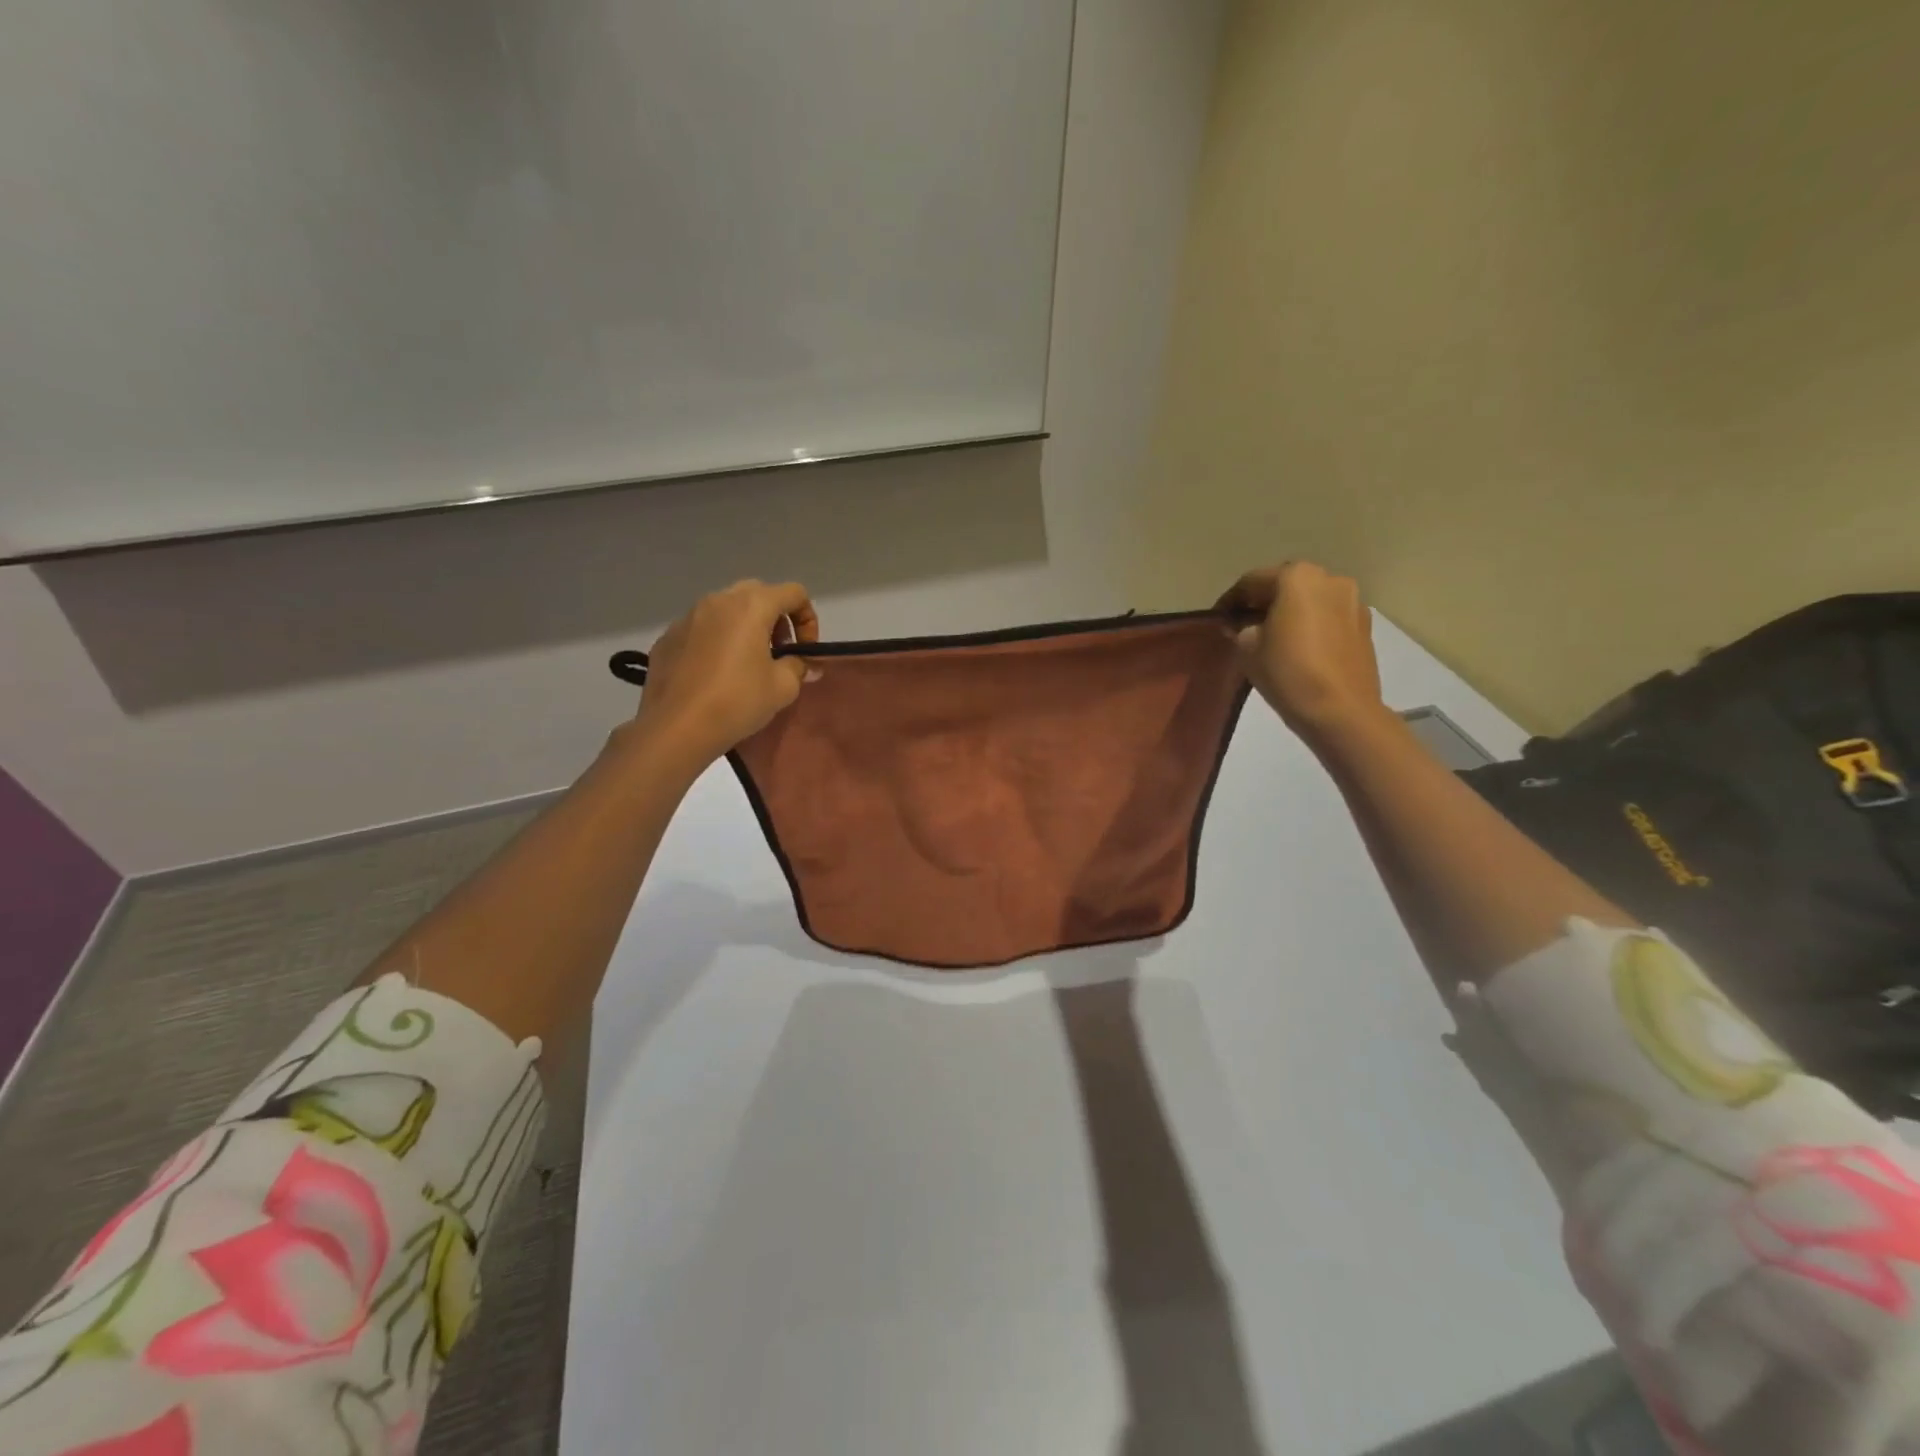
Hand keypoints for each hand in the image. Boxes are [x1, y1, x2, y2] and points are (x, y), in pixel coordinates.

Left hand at [631, 580, 819, 763]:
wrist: (676, 727)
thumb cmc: (737, 701)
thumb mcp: (782, 688)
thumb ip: (799, 667)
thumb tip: (805, 664)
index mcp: (751, 606)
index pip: (793, 593)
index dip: (808, 619)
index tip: (804, 650)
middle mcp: (718, 601)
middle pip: (758, 594)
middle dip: (775, 619)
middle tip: (778, 652)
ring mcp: (688, 617)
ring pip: (726, 610)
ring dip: (744, 628)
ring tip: (746, 664)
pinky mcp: (668, 637)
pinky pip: (701, 629)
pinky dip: (716, 641)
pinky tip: (715, 674)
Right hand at [1216, 562, 1386, 736]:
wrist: (1341, 710)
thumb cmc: (1288, 672)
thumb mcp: (1247, 649)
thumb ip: (1241, 629)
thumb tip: (1243, 626)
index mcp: (1296, 577)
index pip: (1252, 581)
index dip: (1230, 600)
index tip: (1218, 619)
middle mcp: (1329, 578)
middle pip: (1286, 584)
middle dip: (1263, 602)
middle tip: (1244, 624)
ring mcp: (1352, 601)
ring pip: (1310, 599)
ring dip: (1290, 611)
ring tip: (1272, 636)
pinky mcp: (1364, 625)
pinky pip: (1329, 616)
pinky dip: (1312, 624)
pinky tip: (1299, 647)